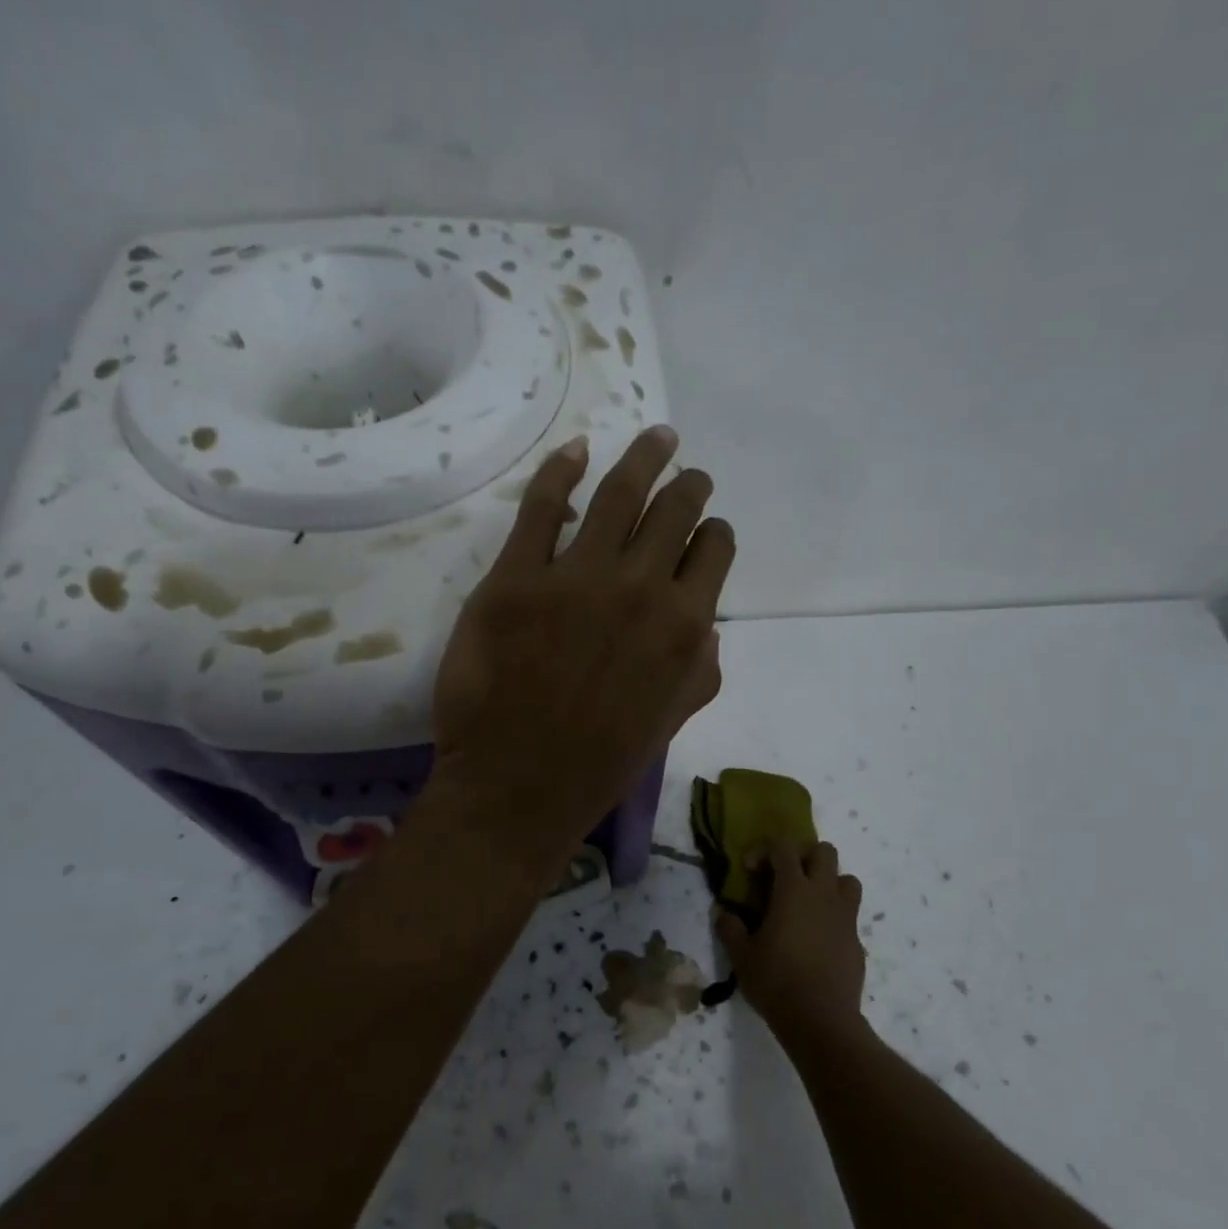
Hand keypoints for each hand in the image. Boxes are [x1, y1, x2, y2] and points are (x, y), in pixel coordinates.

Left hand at [431, 426, 733, 883]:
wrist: (519, 788)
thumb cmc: (602, 763)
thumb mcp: (673, 721)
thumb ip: (702, 668)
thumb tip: (707, 624)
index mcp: (685, 625)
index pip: (713, 550)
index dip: (713, 533)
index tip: (706, 529)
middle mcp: (638, 588)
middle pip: (673, 511)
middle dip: (688, 486)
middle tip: (688, 472)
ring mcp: (573, 578)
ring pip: (617, 494)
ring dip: (643, 460)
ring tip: (657, 440)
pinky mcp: (514, 579)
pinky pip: (539, 508)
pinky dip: (560, 471)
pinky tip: (576, 451)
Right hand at [716, 841, 865, 1044]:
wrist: (822, 1021)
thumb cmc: (777, 981)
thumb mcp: (741, 955)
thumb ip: (730, 928)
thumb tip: (724, 913)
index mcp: (794, 890)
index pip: (783, 848)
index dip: (764, 850)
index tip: (749, 870)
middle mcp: (824, 895)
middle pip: (824, 852)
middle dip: (802, 855)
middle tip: (783, 876)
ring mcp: (845, 917)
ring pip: (847, 879)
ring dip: (827, 881)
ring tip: (807, 902)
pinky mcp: (857, 941)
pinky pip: (849, 914)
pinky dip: (834, 915)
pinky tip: (816, 939)